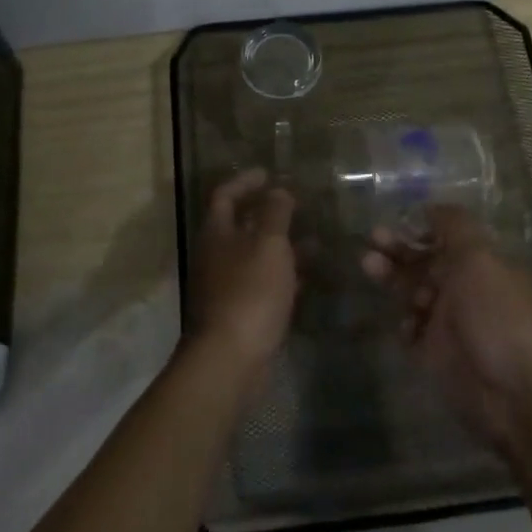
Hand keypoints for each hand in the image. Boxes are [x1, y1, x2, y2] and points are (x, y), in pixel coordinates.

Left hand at [186, 170, 298, 383]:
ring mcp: (226, 286)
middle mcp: (216, 255)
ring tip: (316, 242)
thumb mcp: (268, 244)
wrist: (230, 359)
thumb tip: (278, 190)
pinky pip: (263, 284)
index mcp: (216, 233)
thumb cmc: (249, 292)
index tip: (269, 173)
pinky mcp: (239, 312)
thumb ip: (275, 213)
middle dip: (269, 214)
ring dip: (282, 246)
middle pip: (240, 225)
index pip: (225, 195)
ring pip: (255, 256)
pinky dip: (284, 276)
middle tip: (299, 207)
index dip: (245, 181)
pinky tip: (309, 278)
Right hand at [363, 205, 531, 450]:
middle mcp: (465, 289)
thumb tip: (431, 207)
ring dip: (391, 278)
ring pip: (412, 292)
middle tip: (372, 240)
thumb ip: (454, 227)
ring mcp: (449, 323)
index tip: (394, 219)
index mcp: (481, 264)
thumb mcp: (480, 258)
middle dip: (398, 249)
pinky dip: (403, 323)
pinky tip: (404, 322)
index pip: (445, 238)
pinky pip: (410, 331)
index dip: (420, 228)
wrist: (516, 393)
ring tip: (369, 265)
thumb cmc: (499, 315)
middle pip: (424, 262)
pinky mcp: (434, 355)